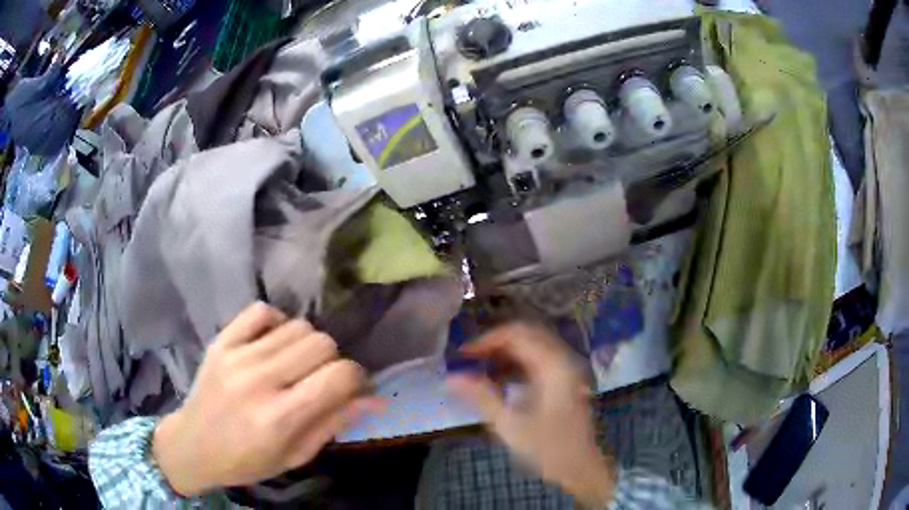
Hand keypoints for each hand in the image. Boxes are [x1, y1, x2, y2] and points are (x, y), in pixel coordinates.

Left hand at [152, 302, 378, 495]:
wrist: (193, 446)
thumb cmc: (248, 461)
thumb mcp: (296, 455)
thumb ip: (334, 423)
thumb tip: (376, 399)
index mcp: (280, 417)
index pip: (338, 376)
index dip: (357, 377)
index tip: (353, 387)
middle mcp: (259, 380)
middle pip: (320, 343)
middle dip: (333, 361)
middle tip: (322, 380)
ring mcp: (236, 355)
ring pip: (296, 325)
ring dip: (307, 345)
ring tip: (296, 365)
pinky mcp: (221, 341)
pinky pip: (261, 311)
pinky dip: (277, 322)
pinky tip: (274, 343)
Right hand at [447, 323, 614, 506]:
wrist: (582, 467)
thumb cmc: (548, 449)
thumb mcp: (510, 425)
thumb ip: (481, 397)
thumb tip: (451, 378)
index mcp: (553, 366)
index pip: (517, 334)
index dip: (486, 340)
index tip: (463, 355)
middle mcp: (563, 359)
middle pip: (526, 334)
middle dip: (495, 343)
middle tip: (470, 360)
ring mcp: (567, 369)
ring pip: (533, 345)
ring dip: (506, 353)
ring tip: (480, 370)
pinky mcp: (566, 379)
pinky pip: (539, 359)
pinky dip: (518, 363)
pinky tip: (501, 381)